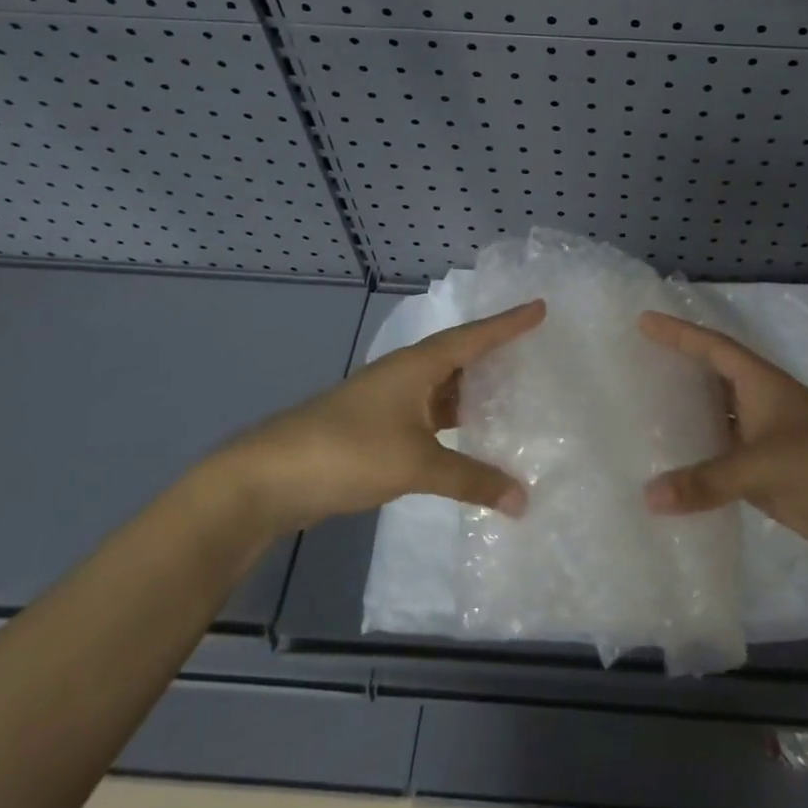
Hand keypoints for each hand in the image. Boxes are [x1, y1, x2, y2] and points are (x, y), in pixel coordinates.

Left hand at [226, 301, 545, 528]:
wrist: (268, 478)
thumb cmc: (347, 452)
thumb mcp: (416, 464)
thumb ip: (471, 479)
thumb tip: (524, 500)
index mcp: (416, 365)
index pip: (474, 336)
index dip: (509, 323)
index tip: (540, 308)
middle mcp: (405, 375)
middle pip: (459, 358)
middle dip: (495, 355)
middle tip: (534, 354)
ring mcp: (388, 403)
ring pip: (443, 390)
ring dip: (474, 394)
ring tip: (514, 395)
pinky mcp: (377, 430)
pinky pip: (429, 417)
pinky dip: (454, 423)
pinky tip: (471, 437)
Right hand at [638, 311, 807, 564]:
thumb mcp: (762, 465)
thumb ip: (707, 480)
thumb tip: (649, 497)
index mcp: (761, 383)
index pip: (712, 348)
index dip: (678, 334)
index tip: (644, 322)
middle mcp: (759, 406)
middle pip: (711, 381)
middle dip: (677, 373)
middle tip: (635, 368)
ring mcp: (764, 442)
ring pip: (715, 424)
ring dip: (685, 422)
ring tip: (641, 419)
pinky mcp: (768, 477)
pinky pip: (722, 465)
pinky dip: (698, 467)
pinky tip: (671, 475)